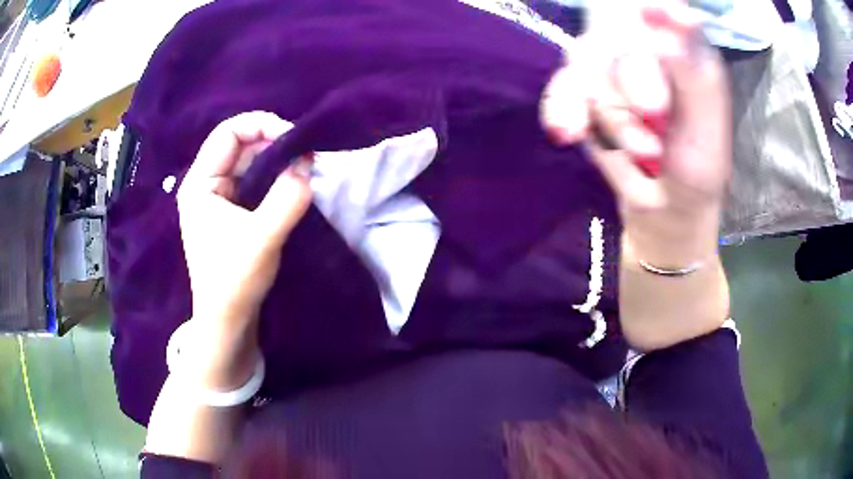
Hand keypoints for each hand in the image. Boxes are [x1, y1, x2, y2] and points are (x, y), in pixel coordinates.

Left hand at [176, 111, 311, 387]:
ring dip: (277, 160)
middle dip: (273, 143)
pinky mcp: (232, 210)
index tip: (294, 139)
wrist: (228, 321)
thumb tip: (308, 165)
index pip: (228, 133)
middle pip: (240, 144)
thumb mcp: (262, 239)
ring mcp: (219, 197)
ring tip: (304, 166)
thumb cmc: (235, 281)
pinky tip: (293, 181)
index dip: (261, 125)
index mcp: (200, 183)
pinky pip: (255, 180)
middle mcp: (206, 183)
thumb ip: (287, 199)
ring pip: (249, 162)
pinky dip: (275, 176)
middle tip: (306, 154)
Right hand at [541, 2, 729, 267]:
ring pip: (589, 67)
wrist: (663, 210)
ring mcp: (611, 70)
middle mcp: (645, 50)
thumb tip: (676, 18)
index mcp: (684, 52)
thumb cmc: (697, 174)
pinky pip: (560, 88)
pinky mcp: (583, 95)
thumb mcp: (708, 132)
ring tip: (644, 158)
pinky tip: (568, 134)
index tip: (653, 12)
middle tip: (658, 133)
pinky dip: (562, 110)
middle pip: (617, 37)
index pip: (662, 9)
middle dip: (636, 89)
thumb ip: (694, 76)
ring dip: (615, 120)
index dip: (654, 8)